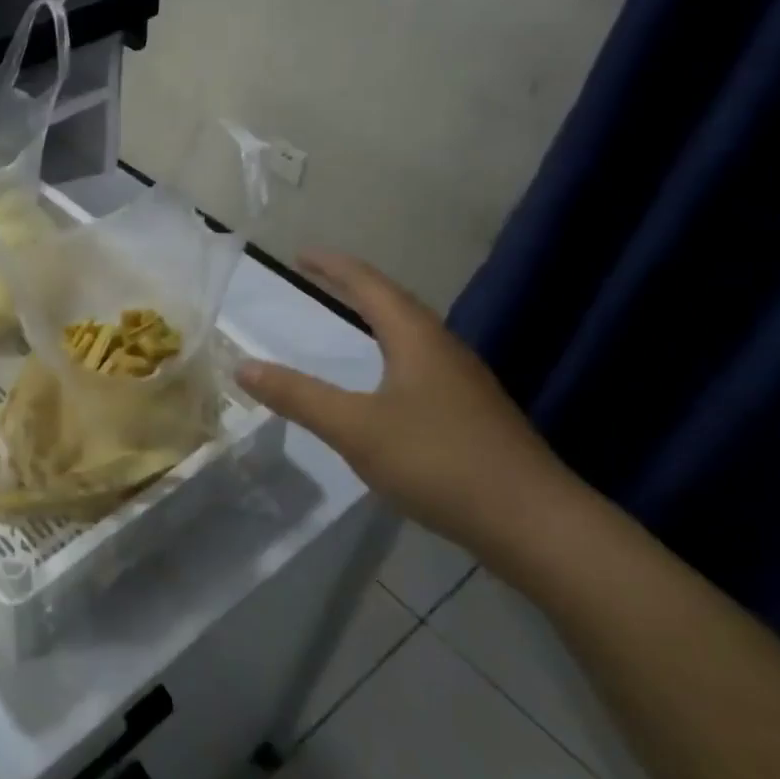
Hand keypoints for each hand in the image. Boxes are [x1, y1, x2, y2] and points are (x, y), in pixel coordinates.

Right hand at [234, 249, 579, 554]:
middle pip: (396, 304)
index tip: (301, 254)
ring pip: (413, 335)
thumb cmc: (439, 462)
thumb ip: (298, 396)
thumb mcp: (355, 428)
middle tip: (319, 277)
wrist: (536, 524)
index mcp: (417, 340)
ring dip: (377, 318)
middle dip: (354, 286)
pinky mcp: (473, 415)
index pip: (370, 286)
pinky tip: (385, 381)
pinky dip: (391, 353)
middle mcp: (445, 351)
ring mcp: (465, 384)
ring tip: (349, 317)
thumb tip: (243, 366)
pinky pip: (421, 364)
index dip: (334, 267)